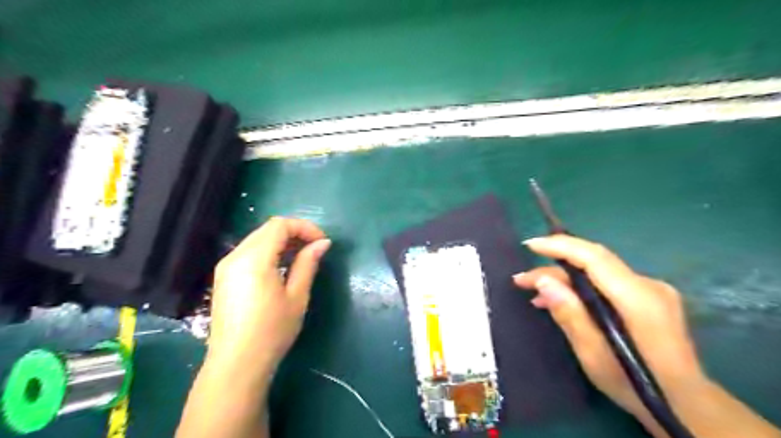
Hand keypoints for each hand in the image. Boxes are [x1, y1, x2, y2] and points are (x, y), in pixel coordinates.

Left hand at [208, 216, 327, 370]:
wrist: (236, 364)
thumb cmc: (272, 331)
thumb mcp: (297, 296)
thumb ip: (308, 264)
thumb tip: (323, 243)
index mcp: (254, 259)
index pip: (280, 225)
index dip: (304, 227)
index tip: (322, 242)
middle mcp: (235, 256)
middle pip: (267, 229)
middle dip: (294, 233)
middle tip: (315, 248)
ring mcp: (226, 266)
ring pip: (258, 239)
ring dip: (281, 242)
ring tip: (302, 257)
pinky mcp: (224, 277)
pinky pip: (249, 252)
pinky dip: (268, 252)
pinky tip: (281, 267)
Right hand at [516, 237, 704, 430]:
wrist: (686, 405)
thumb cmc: (637, 385)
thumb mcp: (594, 355)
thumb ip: (570, 314)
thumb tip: (543, 280)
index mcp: (639, 299)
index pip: (595, 258)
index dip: (561, 246)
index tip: (530, 245)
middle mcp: (648, 285)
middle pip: (593, 263)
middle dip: (554, 267)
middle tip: (522, 280)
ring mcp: (651, 290)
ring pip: (597, 273)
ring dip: (564, 279)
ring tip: (534, 294)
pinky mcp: (648, 298)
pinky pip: (606, 283)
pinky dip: (580, 288)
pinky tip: (560, 301)